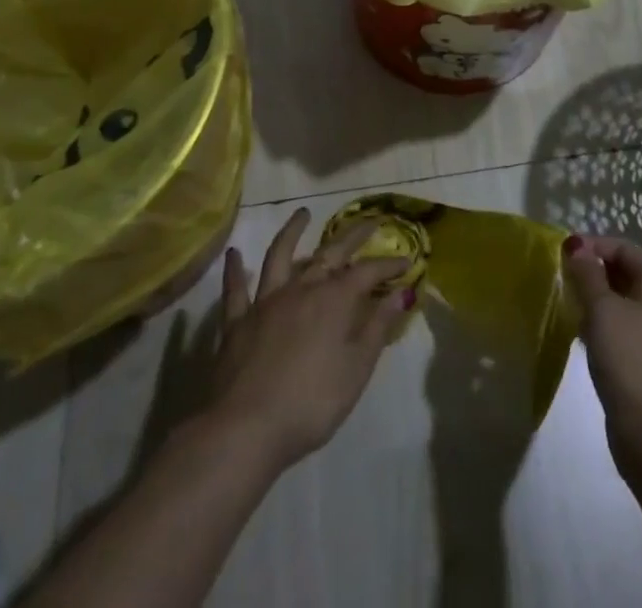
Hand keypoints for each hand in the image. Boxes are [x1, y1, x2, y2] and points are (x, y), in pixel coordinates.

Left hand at [207, 207, 413, 470]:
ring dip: (292, 231)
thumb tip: (402, 292)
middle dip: (353, 236)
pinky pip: (235, 289)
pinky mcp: (237, 321)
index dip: (388, 265)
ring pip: (280, 256)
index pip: (368, 273)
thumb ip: (378, 327)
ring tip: (303, 213)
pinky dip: (235, 270)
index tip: (407, 260)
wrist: (246, 429)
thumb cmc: (311, 404)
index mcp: (333, 300)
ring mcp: (266, 302)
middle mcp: (301, 289)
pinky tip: (235, 254)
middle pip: (330, 253)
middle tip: (370, 220)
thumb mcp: (356, 369)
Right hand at [562, 235, 641, 436]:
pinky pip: (615, 323)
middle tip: (562, 275)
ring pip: (617, 299)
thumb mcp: (602, 308)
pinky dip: (596, 320)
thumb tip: (576, 245)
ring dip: (592, 295)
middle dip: (592, 269)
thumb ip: (587, 273)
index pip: (624, 248)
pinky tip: (577, 329)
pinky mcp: (639, 354)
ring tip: (566, 300)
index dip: (595, 244)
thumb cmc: (627, 356)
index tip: (565, 253)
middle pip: (622, 271)